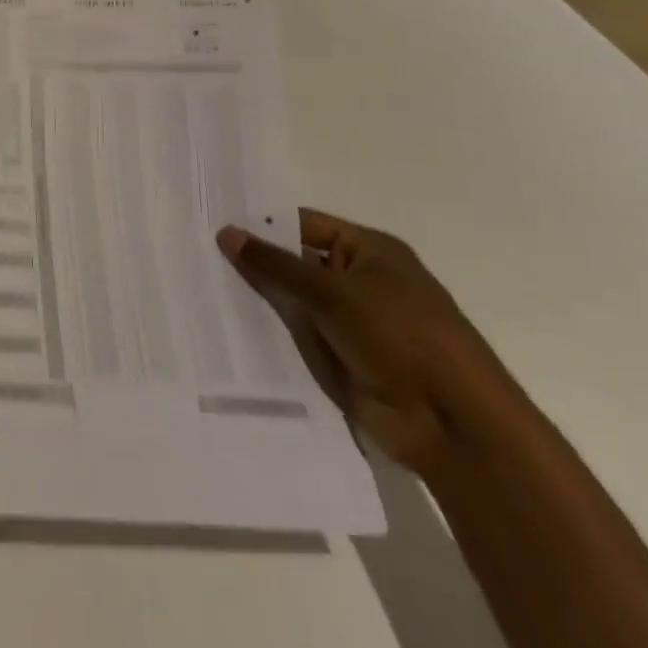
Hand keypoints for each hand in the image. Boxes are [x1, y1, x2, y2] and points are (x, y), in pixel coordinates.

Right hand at [219, 209, 523, 475]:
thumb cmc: (401, 339)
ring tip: (198, 285)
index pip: (303, 224)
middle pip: (293, 261)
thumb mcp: (333, 293)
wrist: (453, 426)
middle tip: (194, 252)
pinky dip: (266, 331)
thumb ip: (275, 264)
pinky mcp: (338, 356)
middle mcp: (357, 280)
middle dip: (251, 260)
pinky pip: (294, 335)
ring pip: (290, 299)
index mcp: (369, 251)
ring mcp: (347, 321)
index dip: (260, 223)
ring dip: (256, 297)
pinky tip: (223, 325)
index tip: (210, 221)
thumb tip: (226, 233)